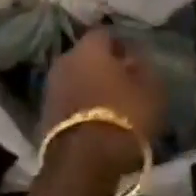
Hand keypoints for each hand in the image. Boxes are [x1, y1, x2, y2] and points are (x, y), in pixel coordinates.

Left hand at [39, 27, 166, 174]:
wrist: (83, 162)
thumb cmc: (123, 117)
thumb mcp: (151, 91)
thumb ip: (145, 69)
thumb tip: (135, 60)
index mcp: (89, 48)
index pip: (105, 34)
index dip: (120, 45)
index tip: (134, 61)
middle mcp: (65, 60)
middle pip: (86, 56)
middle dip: (102, 66)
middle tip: (122, 83)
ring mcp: (50, 87)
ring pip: (74, 78)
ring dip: (89, 87)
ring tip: (109, 106)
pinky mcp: (43, 114)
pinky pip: (67, 101)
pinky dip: (79, 107)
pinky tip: (94, 121)